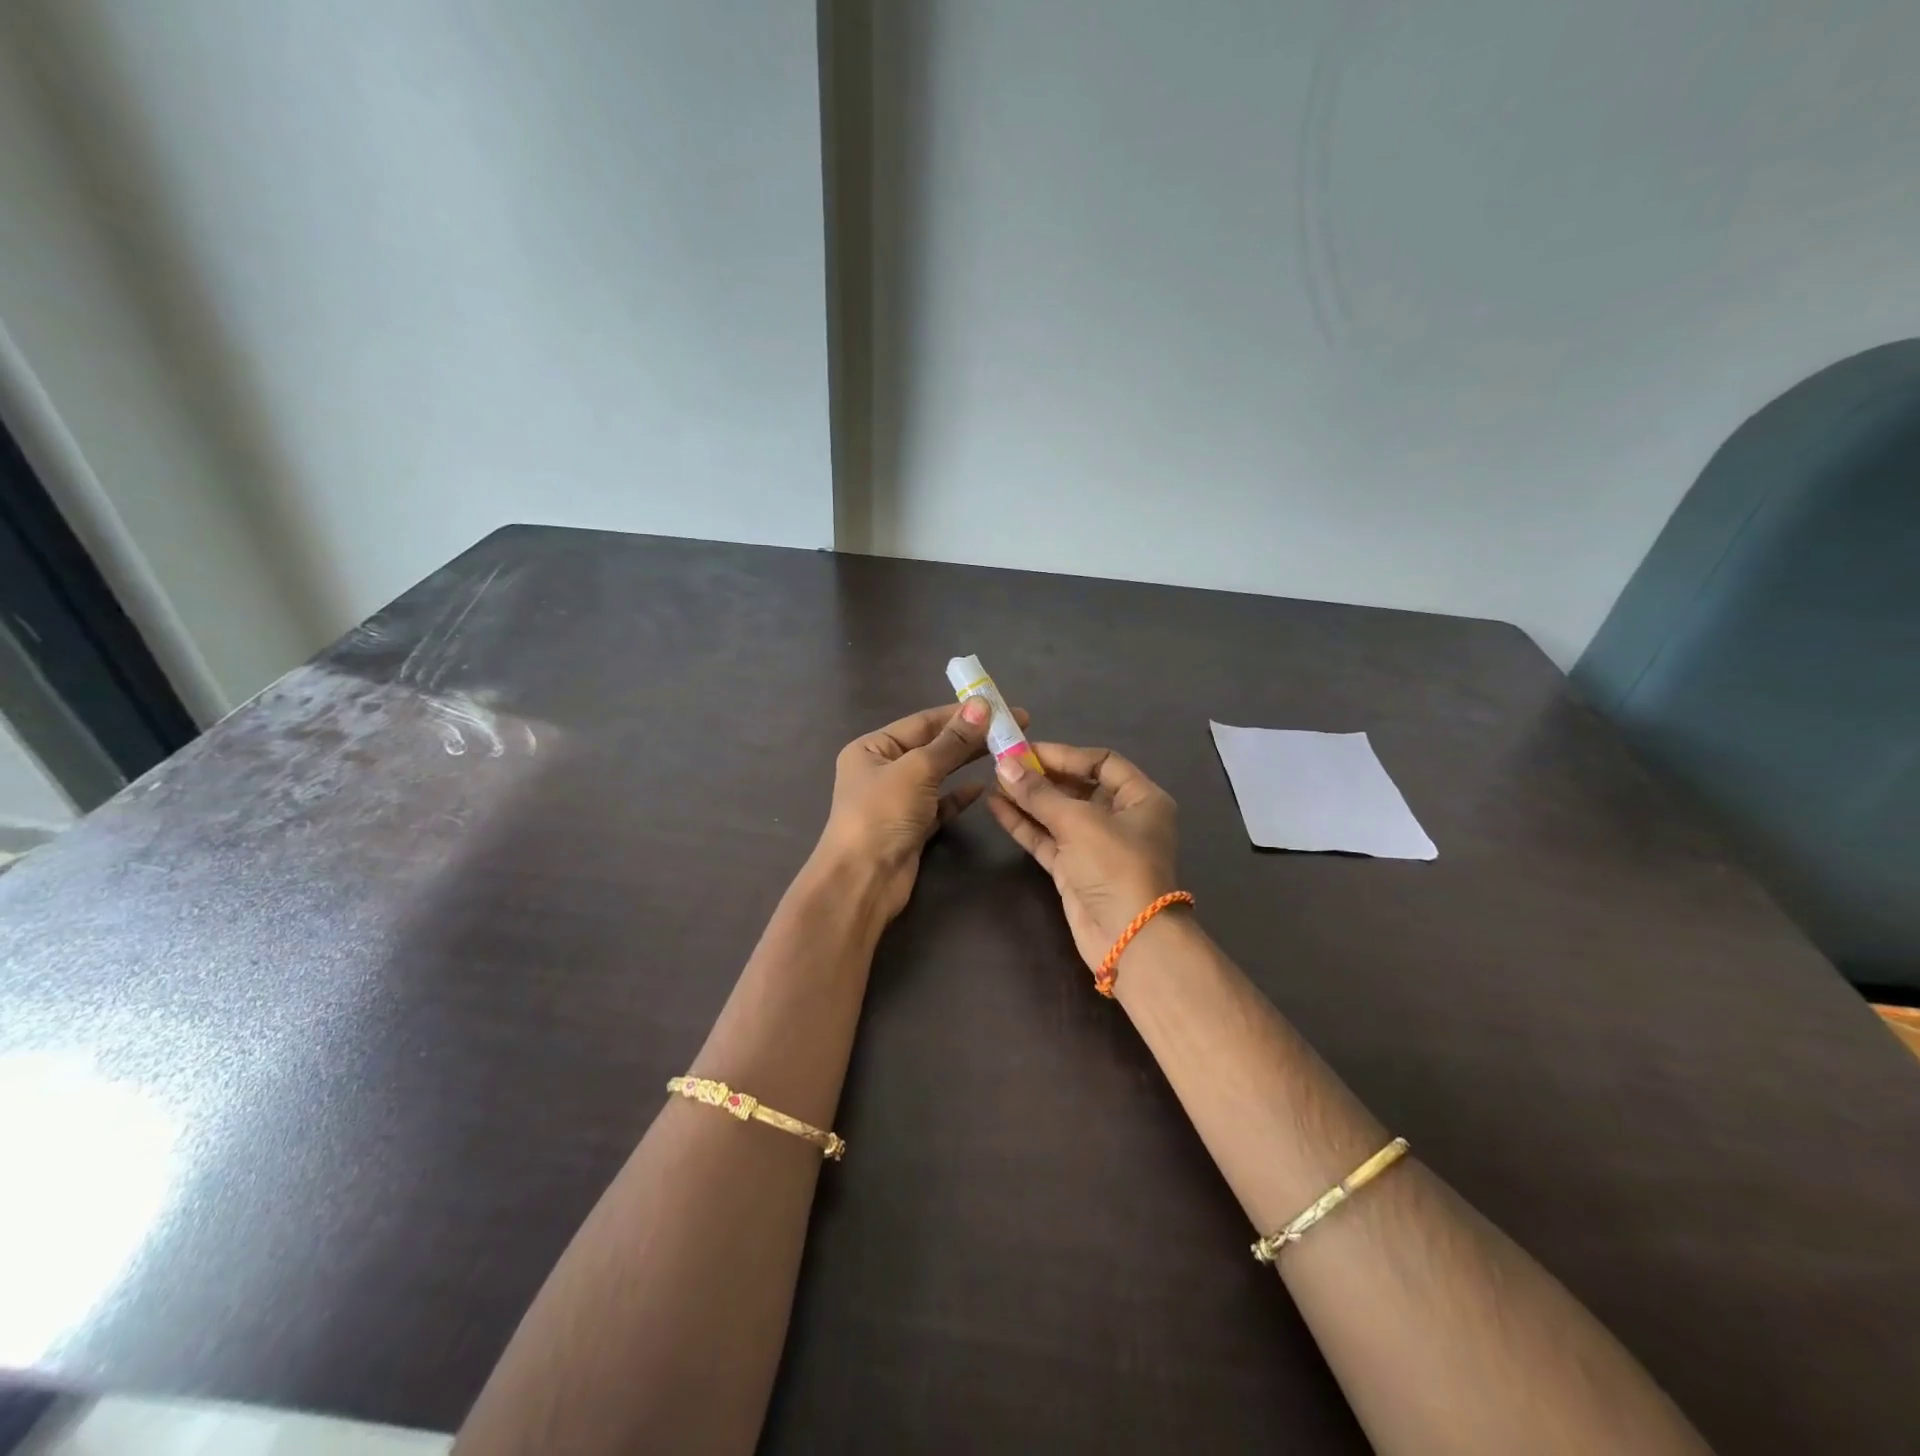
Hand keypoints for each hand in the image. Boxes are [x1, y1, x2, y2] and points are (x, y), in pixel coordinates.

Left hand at [817, 699, 1026, 920]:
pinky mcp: (912, 828)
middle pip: (932, 746)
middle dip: (970, 736)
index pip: (923, 722)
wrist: (863, 880)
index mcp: (872, 748)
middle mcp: (882, 770)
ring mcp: (897, 800)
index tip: (999, 706)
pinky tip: (983, 787)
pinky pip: (940, 804)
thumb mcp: (918, 769)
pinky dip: (960, 796)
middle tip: (1013, 727)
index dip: (961, 713)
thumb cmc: (882, 814)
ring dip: (967, 763)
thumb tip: (981, 706)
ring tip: (1005, 752)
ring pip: (939, 774)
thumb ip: (952, 741)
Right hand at [986, 744, 1179, 970]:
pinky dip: (1024, 823)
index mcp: (1140, 798)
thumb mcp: (1078, 821)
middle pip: (1078, 786)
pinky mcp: (1074, 869)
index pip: (1102, 762)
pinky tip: (996, 807)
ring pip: (1057, 813)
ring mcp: (1096, 845)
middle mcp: (1120, 818)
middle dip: (1041, 776)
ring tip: (994, 781)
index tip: (1026, 749)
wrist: (1128, 938)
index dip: (1064, 754)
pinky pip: (1046, 838)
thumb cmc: (1115, 866)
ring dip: (1028, 798)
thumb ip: (1039, 793)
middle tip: (1004, 763)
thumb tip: (1003, 764)